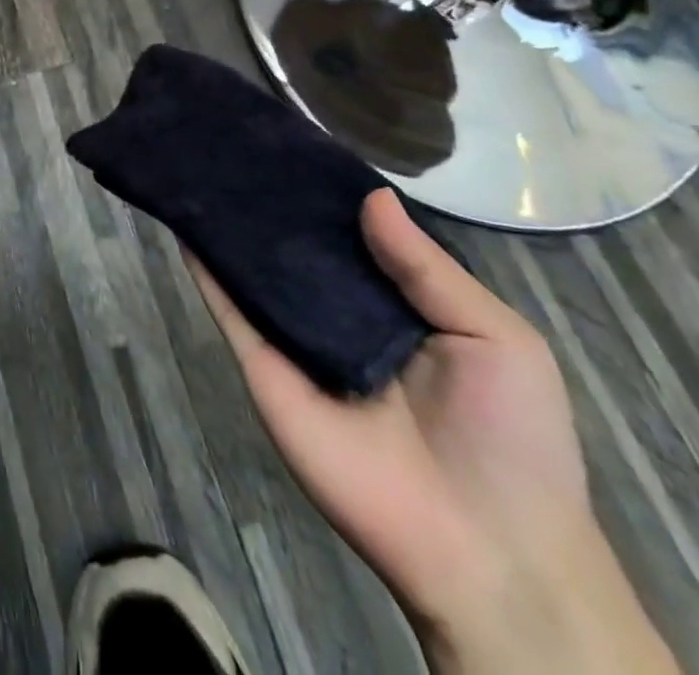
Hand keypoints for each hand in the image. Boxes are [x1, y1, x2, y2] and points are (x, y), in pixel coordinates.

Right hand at [190, 188, 676, 673]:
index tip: (294, 145)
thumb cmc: (512, 439)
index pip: (353, 237)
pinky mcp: (265, 367)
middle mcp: (339, 316)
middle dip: (271, 203)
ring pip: (256, 271)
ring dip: (230, 227)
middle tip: (235, 145)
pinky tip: (185, 224)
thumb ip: (427, 268)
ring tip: (201, 167)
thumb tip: (371, 195)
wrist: (488, 553)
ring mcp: (296, 341)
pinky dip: (205, 270)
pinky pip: (231, 311)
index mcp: (398, 307)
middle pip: (296, 248)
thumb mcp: (496, 340)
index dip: (328, 194)